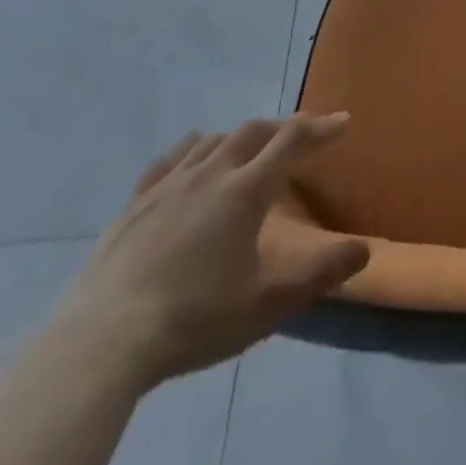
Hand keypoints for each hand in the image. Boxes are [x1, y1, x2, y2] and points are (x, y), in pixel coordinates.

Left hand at [53, 115, 368, 388]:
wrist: (101, 343)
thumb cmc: (195, 320)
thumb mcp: (268, 305)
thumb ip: (320, 274)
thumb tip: (364, 250)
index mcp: (246, 191)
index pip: (292, 141)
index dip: (321, 128)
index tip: (343, 122)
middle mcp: (211, 173)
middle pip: (254, 132)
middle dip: (283, 127)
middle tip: (301, 135)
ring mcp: (167, 186)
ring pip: (212, 141)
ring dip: (240, 137)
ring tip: (251, 148)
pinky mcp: (134, 205)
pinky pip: (169, 160)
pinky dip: (191, 149)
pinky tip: (192, 155)